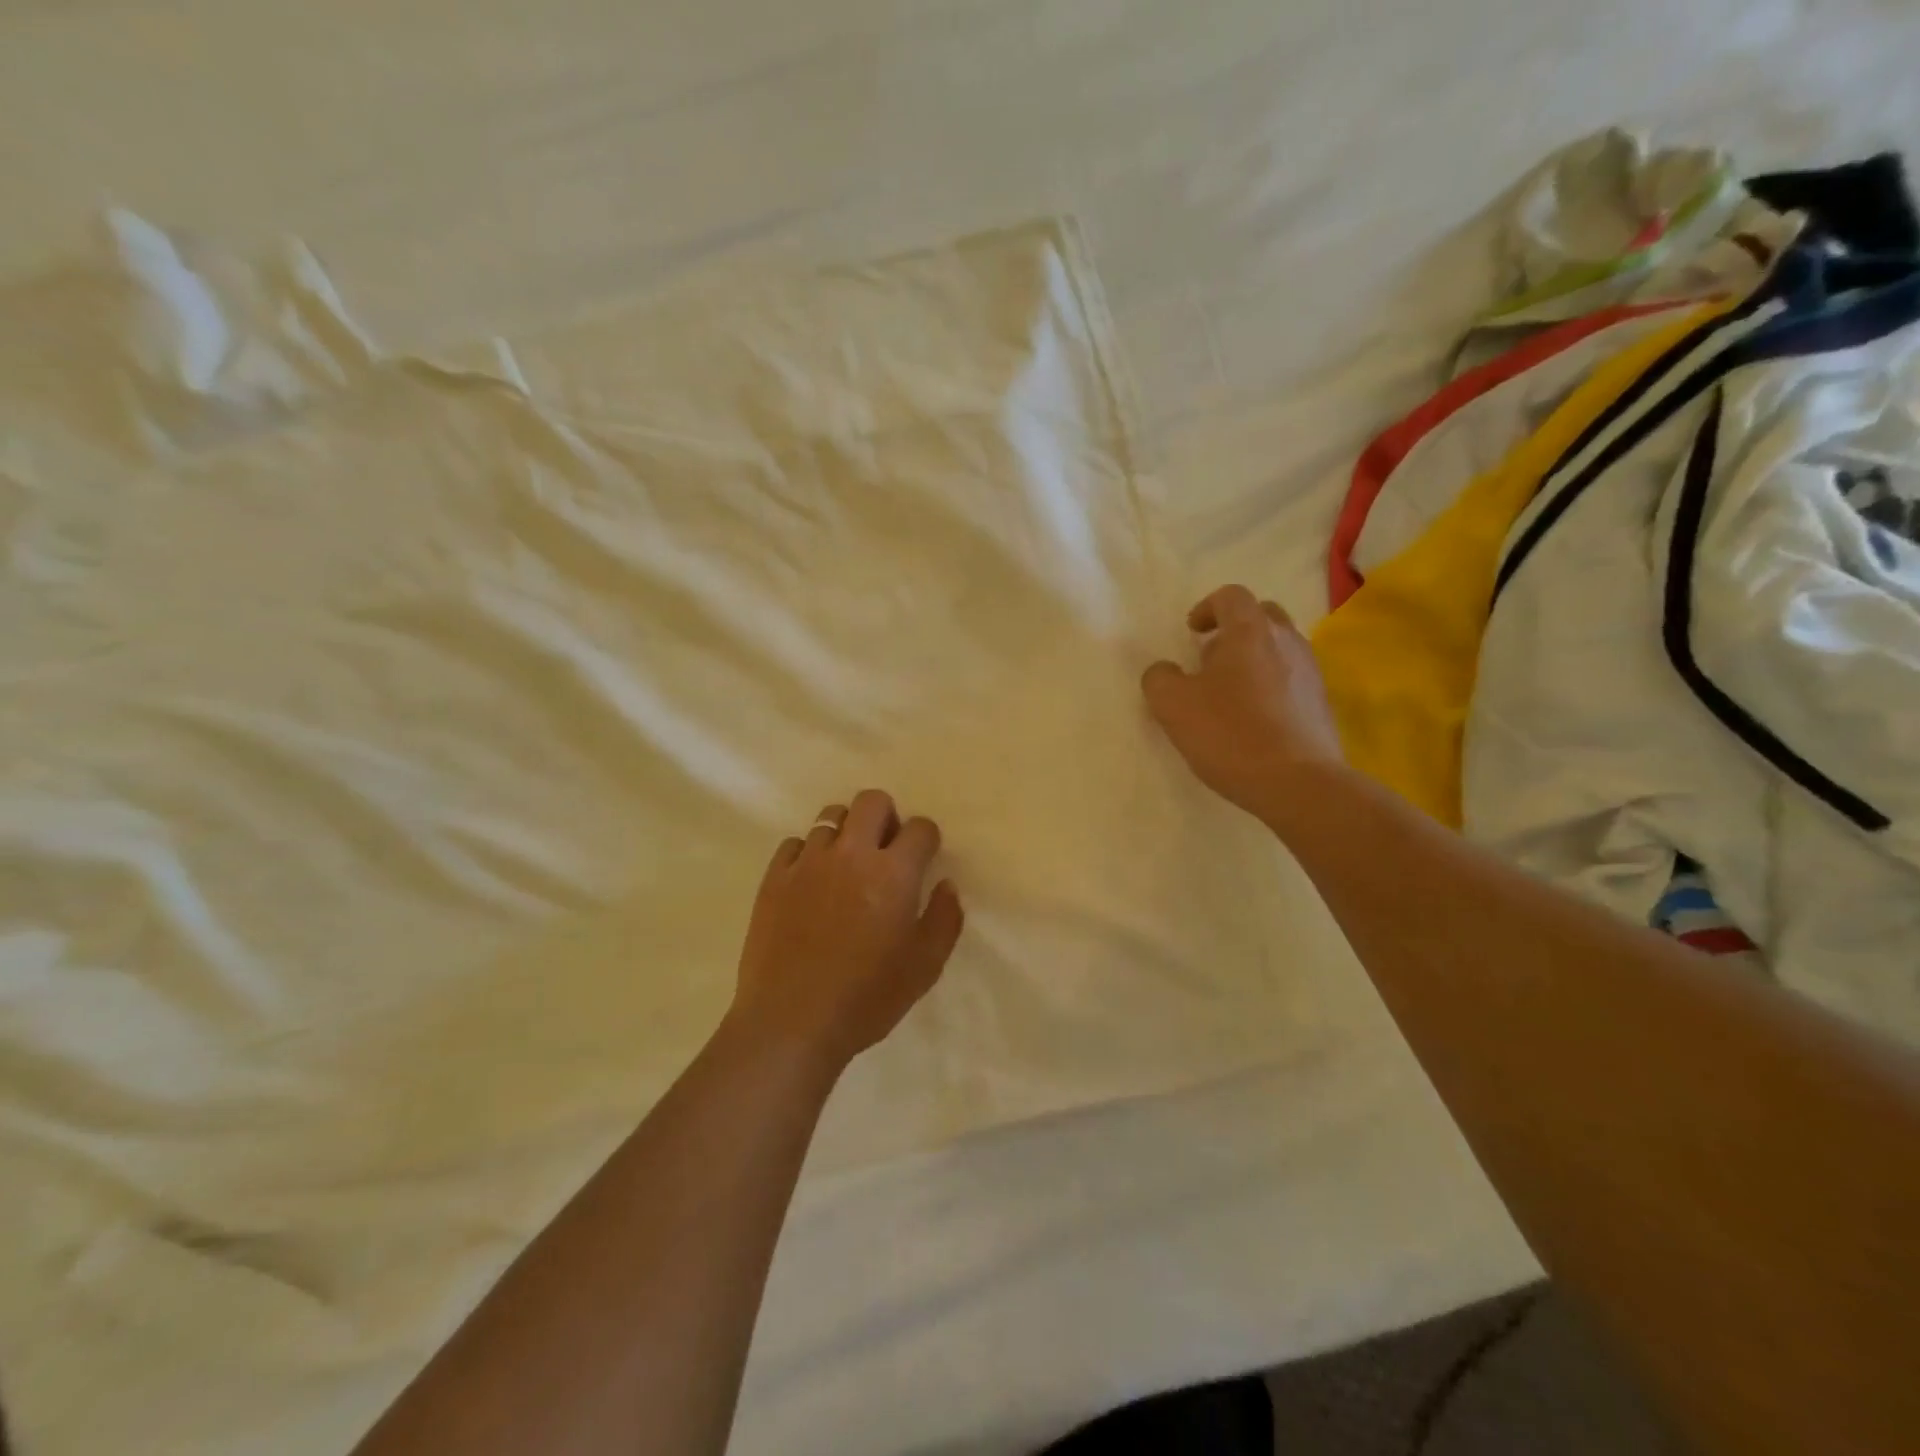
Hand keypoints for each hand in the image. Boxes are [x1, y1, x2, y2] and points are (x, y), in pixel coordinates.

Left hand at [730, 789, 963, 1071]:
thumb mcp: (924, 967)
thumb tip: (945, 885)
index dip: (926, 839)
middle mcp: (851, 854)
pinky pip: (794, 844)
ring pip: (830, 816)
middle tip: (885, 850)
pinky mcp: (773, 878)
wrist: (790, 1023)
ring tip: (846, 865)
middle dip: (886, 817)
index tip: (923, 858)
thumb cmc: (867, 998)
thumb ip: (944, 919)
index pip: (920, 828)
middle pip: (872, 801)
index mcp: (893, 873)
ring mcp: (808, 862)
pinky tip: (811, 883)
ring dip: (846, 833)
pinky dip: (808, 854)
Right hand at [1141, 584, 1345, 825]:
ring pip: (1279, 648)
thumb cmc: (1230, 734)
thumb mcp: (1172, 705)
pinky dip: (1270, 685)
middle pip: (1262, 615)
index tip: (1191, 632)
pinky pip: (1291, 678)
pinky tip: (1253, 719)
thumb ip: (1159, 678)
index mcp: (1250, 631)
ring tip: (1229, 693)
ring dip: (1253, 659)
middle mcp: (1286, 641)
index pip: (1231, 596)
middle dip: (1234, 629)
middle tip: (1210, 659)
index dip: (1207, 608)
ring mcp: (1310, 672)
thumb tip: (1165, 670)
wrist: (1298, 783)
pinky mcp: (1321, 704)